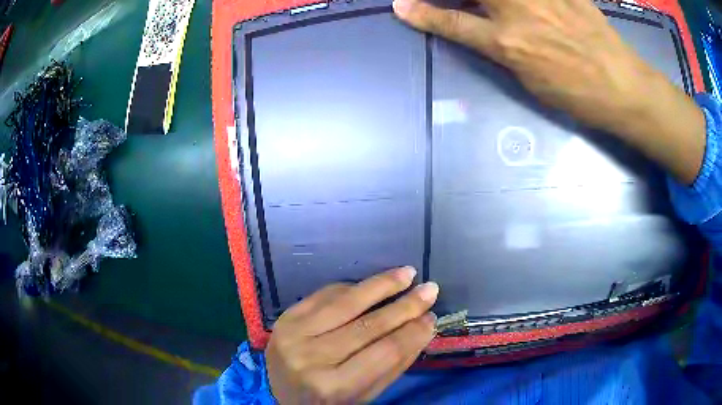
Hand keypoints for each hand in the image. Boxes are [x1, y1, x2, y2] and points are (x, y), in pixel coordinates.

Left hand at [266, 267, 438, 403]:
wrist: (281, 393)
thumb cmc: (329, 400)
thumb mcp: (365, 393)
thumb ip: (394, 364)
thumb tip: (423, 326)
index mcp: (333, 386)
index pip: (384, 353)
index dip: (412, 333)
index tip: (432, 318)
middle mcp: (311, 358)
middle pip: (368, 326)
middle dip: (404, 305)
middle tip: (430, 289)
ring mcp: (294, 334)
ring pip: (346, 303)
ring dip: (381, 285)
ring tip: (407, 273)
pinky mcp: (286, 317)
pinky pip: (325, 295)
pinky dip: (353, 287)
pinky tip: (373, 283)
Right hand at [393, 0, 705, 184]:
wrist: (623, 87)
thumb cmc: (579, 95)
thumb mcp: (532, 82)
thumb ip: (503, 50)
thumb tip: (485, 30)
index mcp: (508, 44)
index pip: (453, 23)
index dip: (424, 15)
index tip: (401, 6)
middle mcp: (517, 11)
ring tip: (491, 7)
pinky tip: (529, 8)